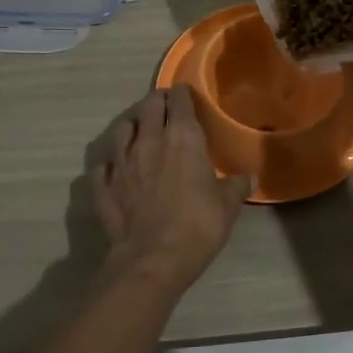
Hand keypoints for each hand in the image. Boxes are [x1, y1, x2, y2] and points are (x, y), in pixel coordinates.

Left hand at [89, 88, 250, 287]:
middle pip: (148, 107)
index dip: (183, 94)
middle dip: (156, 101)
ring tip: (138, 128)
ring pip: (121, 129)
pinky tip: (114, 167)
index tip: (186, 94)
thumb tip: (249, 176)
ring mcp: (120, 162)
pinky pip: (102, 165)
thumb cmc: (198, 225)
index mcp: (182, 137)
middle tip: (163, 106)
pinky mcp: (103, 185)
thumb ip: (237, 185)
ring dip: (131, 125)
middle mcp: (148, 140)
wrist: (152, 258)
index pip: (179, 101)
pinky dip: (109, 162)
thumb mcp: (228, 205)